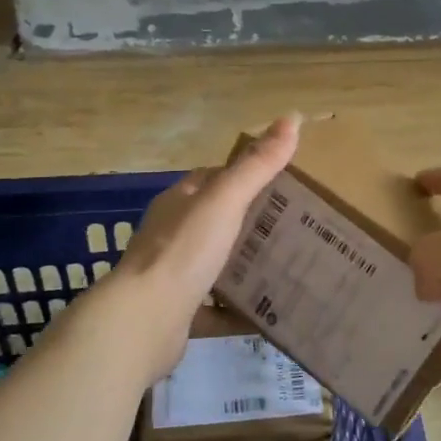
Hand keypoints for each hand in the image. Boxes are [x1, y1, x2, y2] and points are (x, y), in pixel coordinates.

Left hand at [113, 115, 300, 339]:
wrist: (143, 322)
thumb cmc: (183, 251)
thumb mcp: (225, 200)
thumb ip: (257, 164)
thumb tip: (291, 117)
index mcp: (178, 203)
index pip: (213, 179)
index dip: (245, 175)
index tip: (283, 181)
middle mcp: (171, 235)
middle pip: (217, 221)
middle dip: (251, 222)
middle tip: (297, 225)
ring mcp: (171, 276)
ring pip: (215, 264)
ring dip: (245, 264)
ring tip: (290, 265)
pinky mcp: (177, 313)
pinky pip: (214, 308)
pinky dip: (237, 309)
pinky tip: (267, 312)